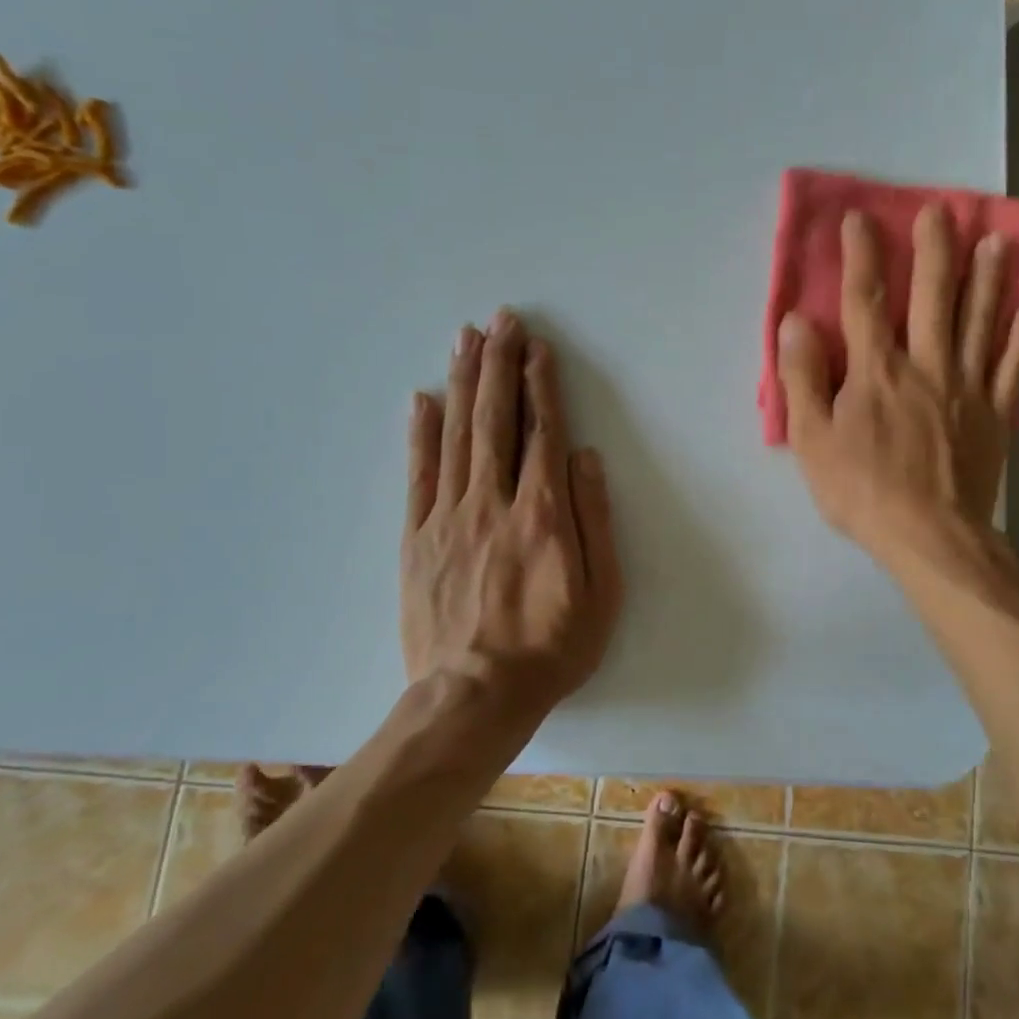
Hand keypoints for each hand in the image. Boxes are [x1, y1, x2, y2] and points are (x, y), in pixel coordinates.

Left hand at [402, 312, 622, 707]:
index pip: (542, 433)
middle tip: (500, 320)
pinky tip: (423, 399)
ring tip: (466, 339)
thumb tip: (586, 458)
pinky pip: (418, 476)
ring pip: (456, 436)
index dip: (541, 386)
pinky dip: (420, 434)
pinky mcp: (417, 539)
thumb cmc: (551, 647)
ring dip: (462, 383)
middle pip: (496, 420)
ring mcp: (449, 518)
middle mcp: (493, 502)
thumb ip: (594, 520)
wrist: (474, 698)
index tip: (537, 349)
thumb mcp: (601, 592)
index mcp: (543, 514)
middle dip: (499, 365)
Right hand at [776, 205, 1018, 561]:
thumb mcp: (812, 439)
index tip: (860, 218)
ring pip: (978, 321)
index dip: (861, 256)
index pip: (864, 300)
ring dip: (986, 278)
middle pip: (932, 296)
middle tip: (940, 210)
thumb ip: (803, 377)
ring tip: (995, 240)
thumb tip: (796, 322)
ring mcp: (966, 387)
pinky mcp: (994, 414)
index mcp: (876, 370)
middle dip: (933, 250)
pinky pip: (1011, 367)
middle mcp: (925, 364)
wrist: (931, 536)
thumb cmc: (862, 490)